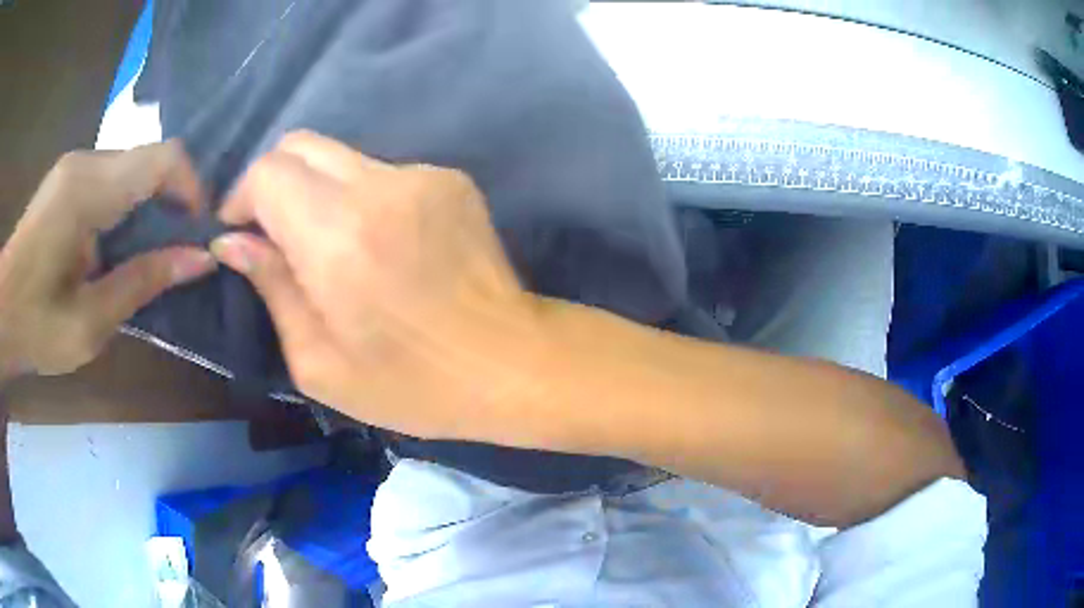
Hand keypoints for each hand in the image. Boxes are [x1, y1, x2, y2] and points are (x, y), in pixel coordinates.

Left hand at [0, 141, 216, 377]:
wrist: (2, 311)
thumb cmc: (34, 327)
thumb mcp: (88, 323)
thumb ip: (141, 283)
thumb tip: (200, 260)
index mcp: (87, 192)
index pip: (162, 159)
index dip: (192, 189)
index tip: (197, 235)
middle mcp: (85, 162)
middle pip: (149, 159)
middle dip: (172, 200)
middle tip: (176, 252)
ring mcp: (74, 165)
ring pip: (132, 167)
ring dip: (149, 204)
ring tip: (147, 254)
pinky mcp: (68, 177)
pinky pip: (113, 176)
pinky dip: (127, 204)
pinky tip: (118, 244)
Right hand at [212, 131, 547, 440]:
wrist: (513, 362)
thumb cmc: (414, 384)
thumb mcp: (320, 362)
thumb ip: (271, 288)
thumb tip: (234, 242)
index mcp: (337, 236)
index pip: (268, 173)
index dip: (241, 198)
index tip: (240, 236)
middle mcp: (379, 187)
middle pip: (300, 145)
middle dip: (272, 183)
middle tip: (273, 235)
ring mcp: (422, 175)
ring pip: (340, 156)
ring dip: (316, 191)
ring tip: (327, 246)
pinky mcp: (451, 179)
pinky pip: (382, 172)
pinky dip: (360, 197)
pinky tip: (378, 244)